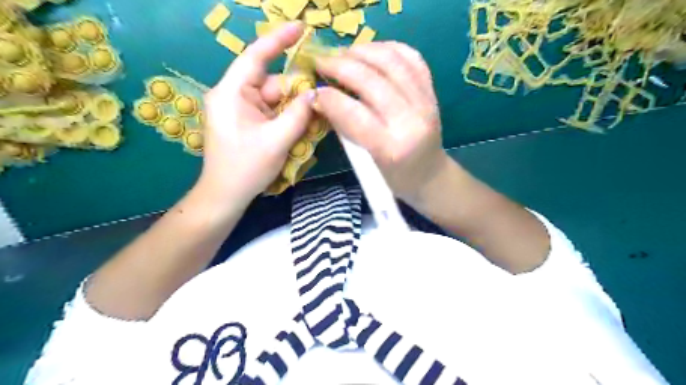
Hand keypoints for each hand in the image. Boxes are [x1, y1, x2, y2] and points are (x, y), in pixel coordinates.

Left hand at [196, 21, 312, 210]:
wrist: (226, 196)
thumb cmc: (246, 168)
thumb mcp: (277, 141)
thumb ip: (298, 114)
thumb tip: (315, 94)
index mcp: (232, 93)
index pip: (255, 56)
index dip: (278, 40)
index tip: (301, 27)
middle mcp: (234, 96)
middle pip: (272, 83)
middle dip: (296, 92)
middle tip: (320, 102)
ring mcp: (241, 111)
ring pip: (275, 100)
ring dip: (295, 110)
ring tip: (313, 122)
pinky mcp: (247, 123)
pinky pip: (272, 113)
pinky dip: (288, 119)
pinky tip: (301, 129)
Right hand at [312, 41, 450, 203]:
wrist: (430, 175)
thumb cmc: (395, 177)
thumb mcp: (366, 162)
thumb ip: (346, 129)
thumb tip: (322, 99)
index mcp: (391, 148)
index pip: (354, 114)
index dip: (330, 98)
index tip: (314, 91)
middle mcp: (411, 121)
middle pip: (372, 81)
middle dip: (341, 66)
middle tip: (322, 62)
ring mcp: (426, 103)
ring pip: (392, 62)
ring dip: (362, 51)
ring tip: (343, 53)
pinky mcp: (432, 92)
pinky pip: (411, 57)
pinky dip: (388, 48)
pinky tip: (371, 51)